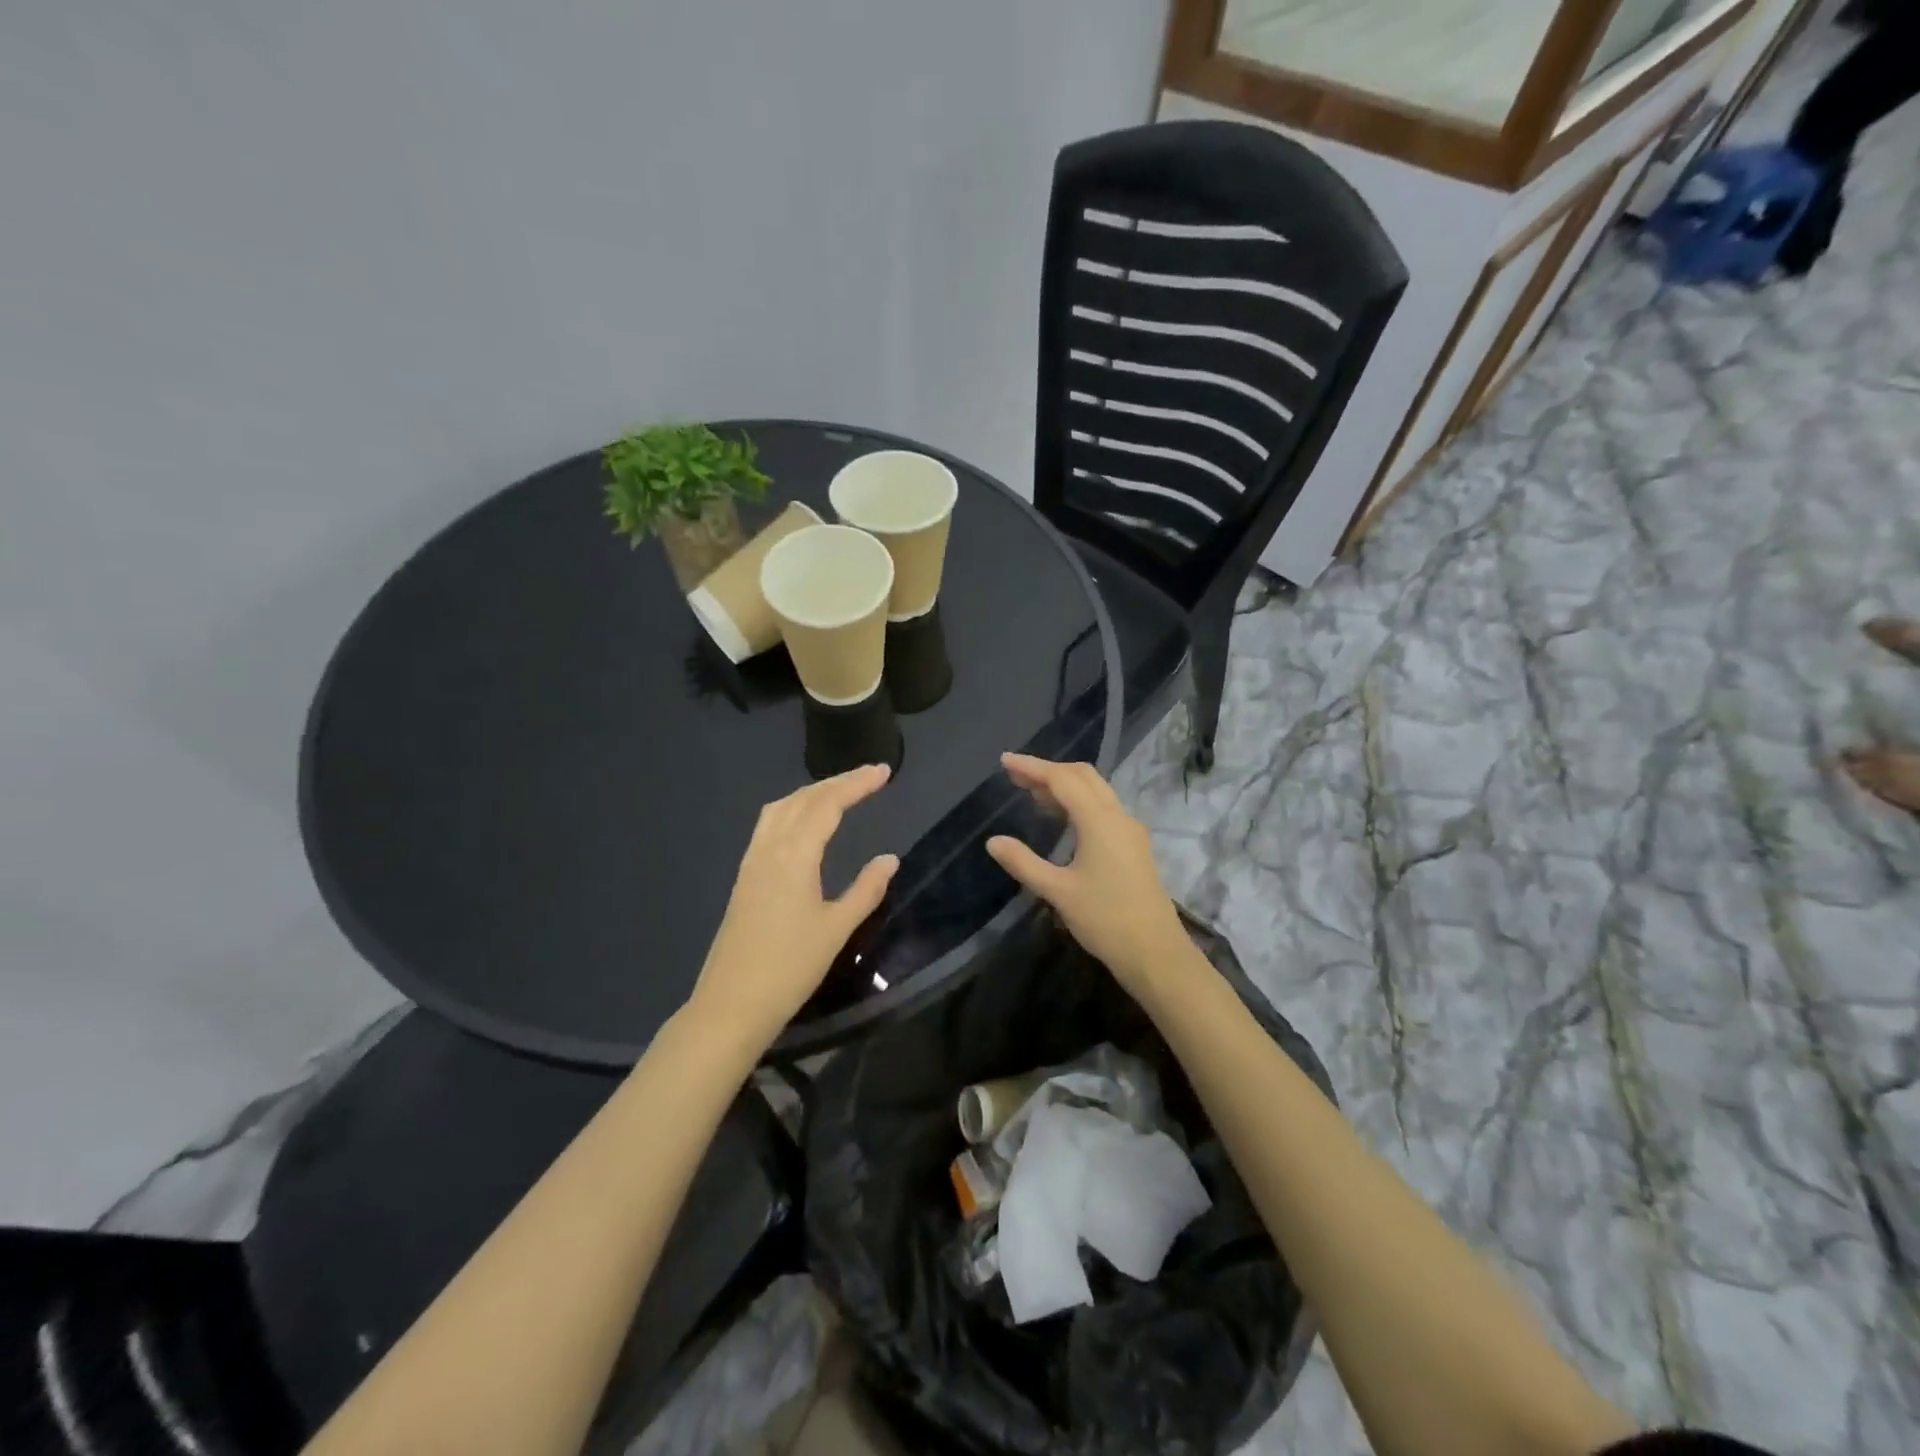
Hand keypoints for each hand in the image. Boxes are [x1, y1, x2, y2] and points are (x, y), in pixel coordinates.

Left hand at [689, 764, 898, 1054]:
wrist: (732, 1003)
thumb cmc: (790, 967)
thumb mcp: (837, 929)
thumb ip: (866, 889)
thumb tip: (889, 858)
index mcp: (794, 855)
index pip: (828, 804)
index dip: (856, 784)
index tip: (883, 772)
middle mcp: (769, 848)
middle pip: (803, 799)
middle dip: (837, 782)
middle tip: (869, 776)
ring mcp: (752, 861)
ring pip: (781, 808)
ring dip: (811, 793)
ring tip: (839, 792)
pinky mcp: (744, 877)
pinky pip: (769, 825)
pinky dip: (792, 809)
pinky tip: (803, 823)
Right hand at [985, 754, 1193, 1000]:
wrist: (1155, 952)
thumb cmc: (1105, 919)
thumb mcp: (1057, 892)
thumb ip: (1024, 863)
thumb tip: (993, 841)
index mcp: (1099, 820)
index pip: (1062, 779)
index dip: (1032, 767)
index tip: (1005, 761)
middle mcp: (1118, 816)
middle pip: (1083, 776)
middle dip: (1049, 771)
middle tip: (1016, 776)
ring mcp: (1130, 830)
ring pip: (1096, 791)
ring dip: (1065, 785)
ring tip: (1033, 794)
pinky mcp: (1134, 846)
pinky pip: (1104, 808)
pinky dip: (1079, 801)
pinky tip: (1063, 819)